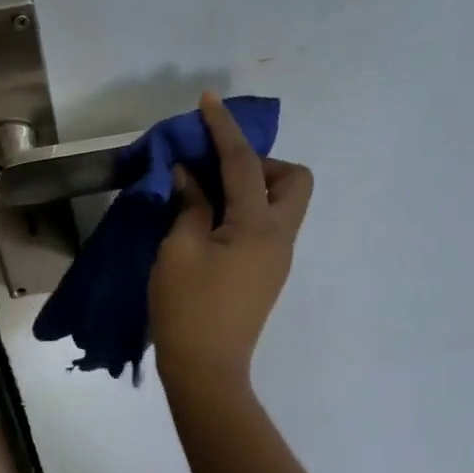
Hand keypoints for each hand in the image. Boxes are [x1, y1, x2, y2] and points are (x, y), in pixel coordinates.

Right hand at [149, 93, 313, 386]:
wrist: (206, 371)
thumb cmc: (187, 308)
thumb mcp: (178, 249)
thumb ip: (189, 204)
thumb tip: (189, 175)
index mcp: (258, 226)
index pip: (244, 163)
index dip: (223, 128)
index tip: (207, 101)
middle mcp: (280, 237)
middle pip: (295, 179)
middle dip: (261, 162)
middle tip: (218, 173)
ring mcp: (279, 257)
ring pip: (284, 202)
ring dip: (254, 185)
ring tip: (208, 196)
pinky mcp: (269, 272)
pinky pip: (268, 223)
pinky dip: (246, 209)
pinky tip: (211, 221)